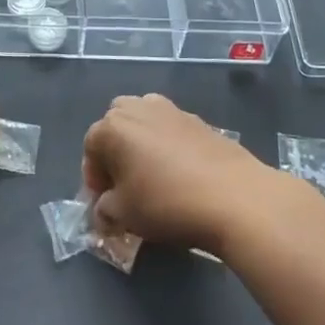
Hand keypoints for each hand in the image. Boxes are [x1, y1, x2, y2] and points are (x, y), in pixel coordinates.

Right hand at [82, 94, 269, 252]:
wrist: (234, 196)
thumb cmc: (167, 203)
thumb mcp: (124, 215)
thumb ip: (105, 210)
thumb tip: (104, 209)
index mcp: (112, 127)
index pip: (90, 148)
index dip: (93, 177)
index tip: (105, 203)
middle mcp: (138, 108)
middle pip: (115, 125)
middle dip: (115, 152)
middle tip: (125, 185)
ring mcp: (170, 109)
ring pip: (144, 122)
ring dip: (141, 143)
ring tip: (153, 176)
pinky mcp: (199, 119)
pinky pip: (171, 129)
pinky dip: (168, 145)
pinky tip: (181, 174)